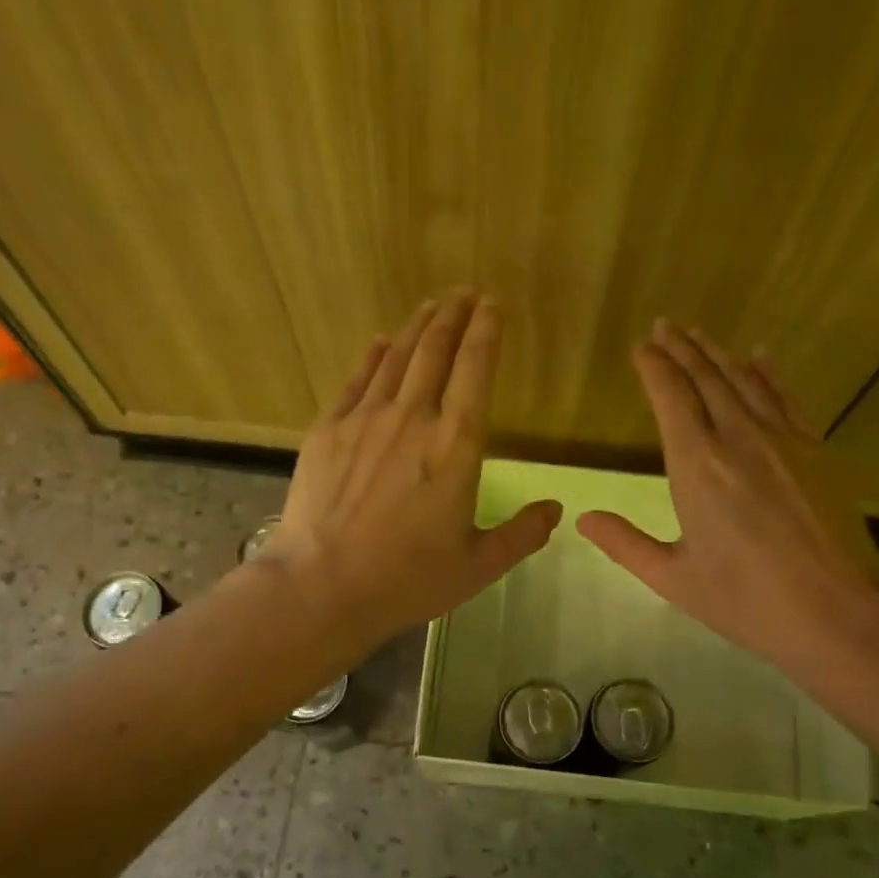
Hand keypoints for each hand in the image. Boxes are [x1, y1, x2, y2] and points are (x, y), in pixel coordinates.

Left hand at [264, 295, 561, 649]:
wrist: (322, 585)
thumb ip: (521, 535)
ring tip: (432, 306)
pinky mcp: (328, 430)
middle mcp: (413, 418)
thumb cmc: (407, 579)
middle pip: (436, 351)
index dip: (486, 332)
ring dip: (417, 328)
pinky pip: (356, 380)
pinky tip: (380, 342)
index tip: (493, 305)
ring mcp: (365, 420)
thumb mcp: (478, 566)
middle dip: (454, 316)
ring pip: (397, 358)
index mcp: (456, 446)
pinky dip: (373, 356)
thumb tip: (556, 510)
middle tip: (465, 293)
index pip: (476, 371)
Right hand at [578, 321, 878, 682]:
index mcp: (696, 467)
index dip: (655, 368)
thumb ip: (625, 544)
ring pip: (745, 381)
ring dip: (718, 353)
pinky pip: (786, 398)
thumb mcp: (673, 578)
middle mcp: (737, 439)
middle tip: (665, 325)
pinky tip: (761, 356)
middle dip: (682, 349)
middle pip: (706, 379)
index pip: (671, 398)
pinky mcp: (816, 450)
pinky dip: (769, 374)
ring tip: (699, 333)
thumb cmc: (745, 600)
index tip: (642, 347)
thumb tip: (582, 519)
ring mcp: (783, 440)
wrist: (835, 611)